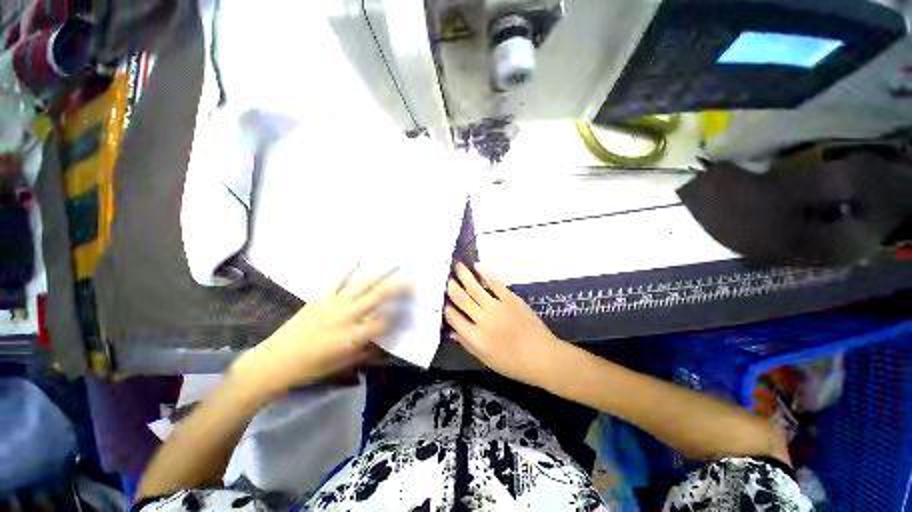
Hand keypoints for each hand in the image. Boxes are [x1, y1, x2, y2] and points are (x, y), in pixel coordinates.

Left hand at [230, 267, 409, 401]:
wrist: (274, 362)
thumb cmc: (311, 368)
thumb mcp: (343, 364)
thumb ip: (367, 350)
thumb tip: (385, 341)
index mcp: (353, 336)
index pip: (383, 321)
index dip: (398, 315)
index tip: (409, 309)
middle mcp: (346, 316)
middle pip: (377, 296)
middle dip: (398, 286)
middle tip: (413, 278)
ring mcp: (333, 304)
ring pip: (362, 284)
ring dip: (380, 273)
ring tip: (395, 262)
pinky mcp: (320, 298)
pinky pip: (336, 280)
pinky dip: (347, 269)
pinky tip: (358, 259)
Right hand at [444, 262, 562, 384]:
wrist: (542, 356)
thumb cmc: (513, 363)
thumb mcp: (485, 359)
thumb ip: (467, 343)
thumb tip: (451, 330)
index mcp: (476, 338)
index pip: (454, 318)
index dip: (446, 307)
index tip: (441, 298)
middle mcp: (483, 320)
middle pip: (462, 300)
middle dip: (451, 287)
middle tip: (445, 277)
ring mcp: (497, 307)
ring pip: (475, 288)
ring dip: (464, 276)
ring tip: (457, 265)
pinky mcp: (511, 299)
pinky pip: (495, 283)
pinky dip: (485, 273)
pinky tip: (478, 266)